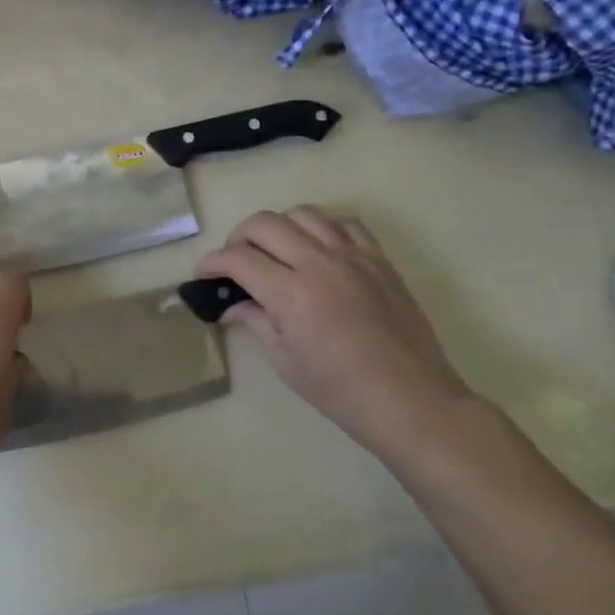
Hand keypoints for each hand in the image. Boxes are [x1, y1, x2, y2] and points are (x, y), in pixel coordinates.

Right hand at [195, 209, 474, 457]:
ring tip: (276, 251)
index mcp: (291, 294)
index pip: (238, 259)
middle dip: (238, 237)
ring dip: (279, 227)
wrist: (410, 400)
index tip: (204, 274)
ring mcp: (353, 257)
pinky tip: (318, 249)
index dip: (212, 263)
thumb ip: (255, 321)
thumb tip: (231, 305)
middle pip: (265, 223)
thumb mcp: (285, 361)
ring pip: (303, 213)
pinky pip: (345, 223)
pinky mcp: (379, 260)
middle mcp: (319, 263)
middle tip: (235, 261)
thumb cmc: (340, 390)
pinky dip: (322, 228)